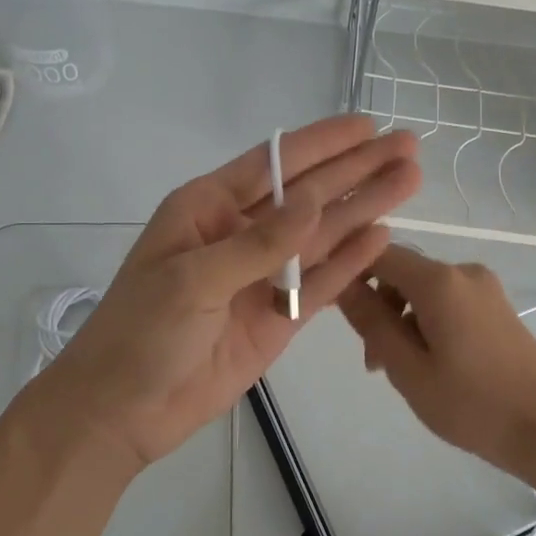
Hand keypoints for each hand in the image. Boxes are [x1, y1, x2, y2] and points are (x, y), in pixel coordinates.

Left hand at [37, 116, 420, 467]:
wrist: (125, 409)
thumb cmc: (142, 332)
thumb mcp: (193, 278)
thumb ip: (259, 243)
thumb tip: (314, 201)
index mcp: (207, 209)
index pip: (272, 165)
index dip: (322, 143)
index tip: (367, 126)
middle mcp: (240, 235)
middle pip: (307, 194)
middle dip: (356, 170)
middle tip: (407, 146)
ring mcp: (263, 277)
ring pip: (322, 236)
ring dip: (364, 208)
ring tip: (410, 180)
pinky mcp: (279, 318)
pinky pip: (321, 284)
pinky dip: (350, 262)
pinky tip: (383, 236)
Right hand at [336, 245, 535, 476]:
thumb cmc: (470, 404)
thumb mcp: (408, 368)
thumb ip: (371, 322)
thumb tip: (341, 283)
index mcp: (440, 282)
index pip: (379, 255)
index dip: (352, 275)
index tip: (340, 313)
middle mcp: (464, 273)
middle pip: (403, 275)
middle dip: (380, 310)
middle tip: (375, 364)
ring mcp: (486, 289)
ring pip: (425, 293)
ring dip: (403, 323)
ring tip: (403, 373)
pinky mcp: (498, 308)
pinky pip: (449, 304)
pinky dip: (429, 326)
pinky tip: (434, 366)